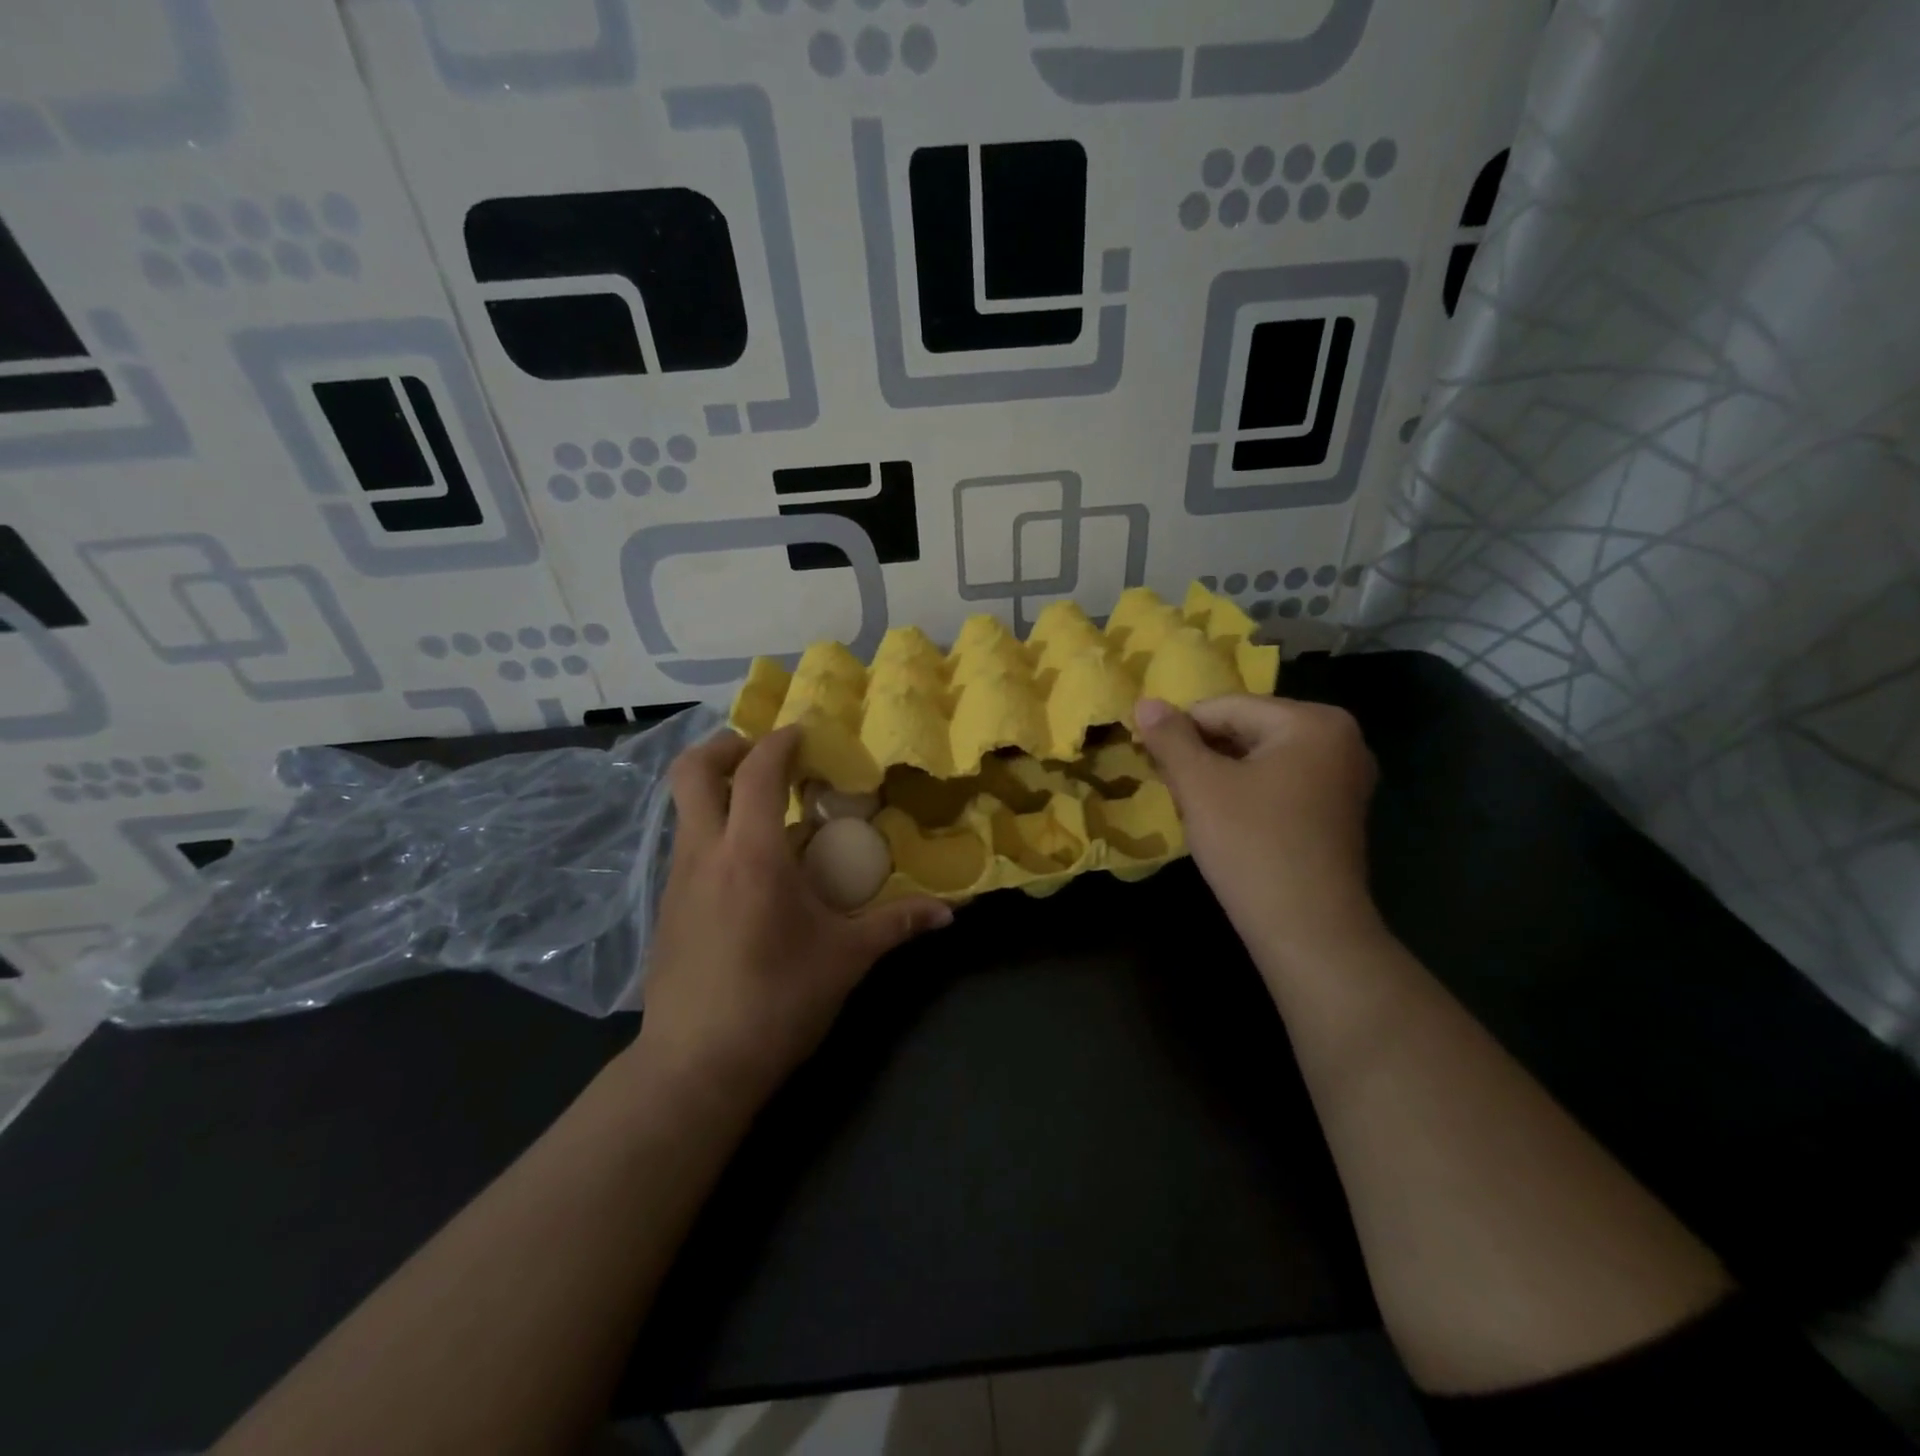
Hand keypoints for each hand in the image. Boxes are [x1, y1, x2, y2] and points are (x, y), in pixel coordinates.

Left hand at [632, 726, 952, 1111]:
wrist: (695, 1067)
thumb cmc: (777, 1003)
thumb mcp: (846, 959)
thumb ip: (897, 925)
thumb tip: (949, 913)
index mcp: (752, 854)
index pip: (759, 770)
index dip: (782, 741)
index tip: (806, 735)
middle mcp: (705, 852)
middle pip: (692, 770)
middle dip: (728, 746)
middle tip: (767, 756)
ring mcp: (676, 878)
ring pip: (684, 806)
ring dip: (719, 789)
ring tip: (765, 810)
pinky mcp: (665, 906)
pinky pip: (686, 843)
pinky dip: (714, 829)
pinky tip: (748, 866)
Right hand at [1135, 695, 1381, 964]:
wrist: (1307, 930)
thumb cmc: (1252, 846)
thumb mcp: (1200, 786)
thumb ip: (1170, 738)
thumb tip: (1145, 702)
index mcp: (1312, 721)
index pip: (1226, 707)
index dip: (1181, 730)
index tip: (1151, 760)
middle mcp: (1340, 738)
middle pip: (1247, 728)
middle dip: (1203, 753)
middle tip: (1172, 786)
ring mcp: (1343, 776)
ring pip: (1260, 757)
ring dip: (1221, 774)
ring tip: (1195, 806)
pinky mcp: (1337, 810)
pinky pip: (1280, 782)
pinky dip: (1247, 792)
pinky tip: (1225, 820)